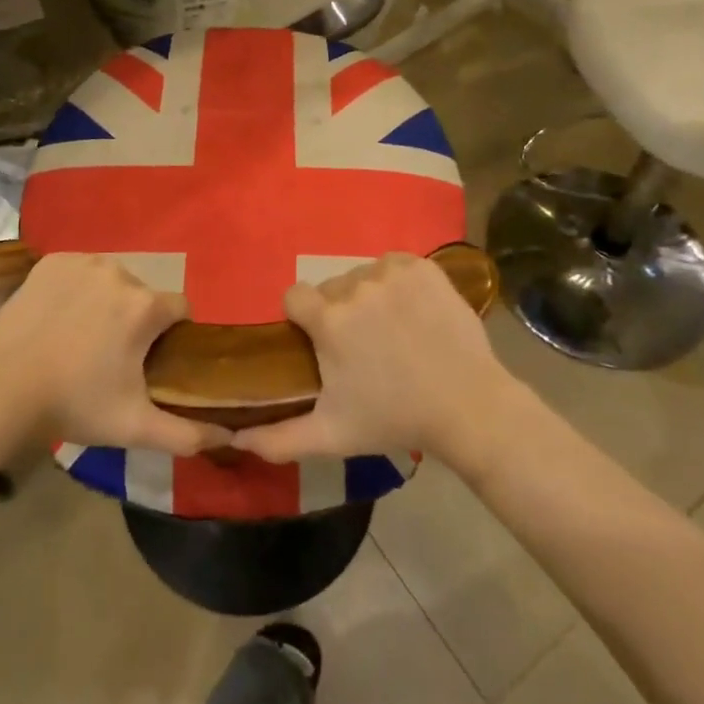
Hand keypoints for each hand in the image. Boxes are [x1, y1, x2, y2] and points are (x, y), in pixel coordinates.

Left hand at [0, 253, 230, 455]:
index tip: (153, 359)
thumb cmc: (74, 404)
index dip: (173, 333)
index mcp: (146, 306)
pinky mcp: (51, 262)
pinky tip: (59, 316)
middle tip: (112, 355)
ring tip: (82, 336)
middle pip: (144, 294)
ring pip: (112, 279)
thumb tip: (228, 437)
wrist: (0, 389)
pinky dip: (76, 288)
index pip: (180, 308)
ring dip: (108, 301)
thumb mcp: (134, 426)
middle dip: (137, 318)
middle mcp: (120, 272)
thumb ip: (186, 434)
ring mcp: (82, 262)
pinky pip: (79, 270)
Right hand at [231, 253, 519, 466]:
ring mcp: (391, 272)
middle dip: (338, 311)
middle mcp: (355, 286)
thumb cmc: (394, 419)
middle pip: (330, 288)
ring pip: (362, 275)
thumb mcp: (331, 435)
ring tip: (391, 331)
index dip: (302, 318)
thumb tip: (235, 438)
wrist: (468, 406)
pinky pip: (393, 265)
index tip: (319, 342)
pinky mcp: (422, 267)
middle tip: (362, 346)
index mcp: (328, 320)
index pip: (294, 296)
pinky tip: (412, 311)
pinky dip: (397, 282)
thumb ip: (278, 438)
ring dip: (368, 297)